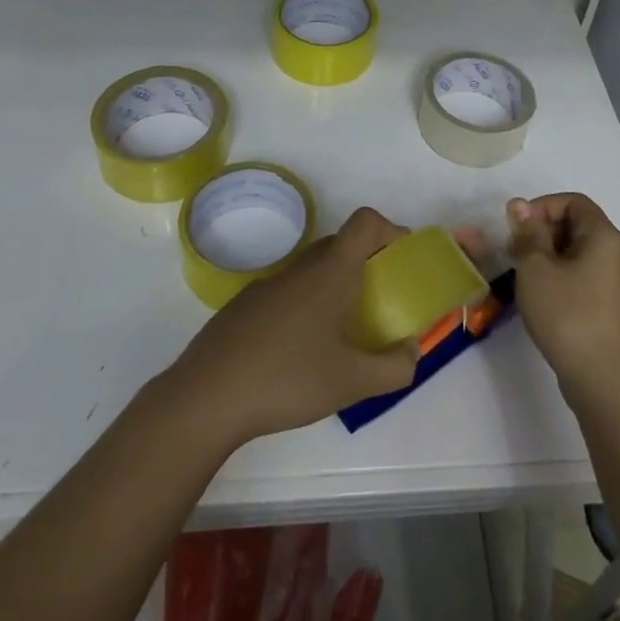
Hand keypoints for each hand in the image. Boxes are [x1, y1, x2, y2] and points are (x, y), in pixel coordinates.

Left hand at [161, 207, 419, 449]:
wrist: (206, 397)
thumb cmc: (287, 380)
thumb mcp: (352, 382)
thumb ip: (394, 367)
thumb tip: (413, 351)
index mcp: (330, 273)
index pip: (365, 223)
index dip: (390, 230)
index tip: (401, 260)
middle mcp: (300, 268)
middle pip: (340, 244)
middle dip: (365, 263)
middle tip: (379, 301)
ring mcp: (267, 285)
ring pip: (311, 270)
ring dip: (333, 287)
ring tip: (340, 333)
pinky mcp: (243, 306)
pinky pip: (286, 292)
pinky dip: (303, 306)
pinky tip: (297, 351)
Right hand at [507, 193, 619, 398]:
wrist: (602, 379)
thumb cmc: (567, 314)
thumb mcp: (536, 268)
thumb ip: (528, 232)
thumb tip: (520, 205)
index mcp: (604, 236)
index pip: (573, 201)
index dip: (541, 207)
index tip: (517, 229)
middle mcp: (617, 253)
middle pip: (576, 225)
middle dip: (541, 231)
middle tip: (514, 253)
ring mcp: (617, 281)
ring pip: (578, 252)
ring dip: (547, 256)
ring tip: (523, 277)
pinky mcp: (612, 306)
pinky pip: (584, 275)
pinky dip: (560, 276)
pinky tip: (542, 297)